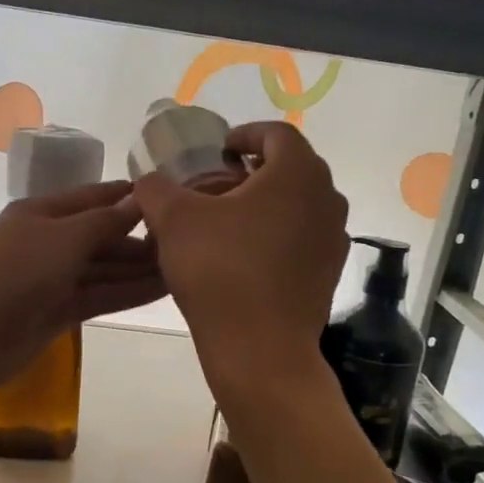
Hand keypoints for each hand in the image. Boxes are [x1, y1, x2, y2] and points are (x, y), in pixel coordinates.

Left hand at [0, 181, 166, 391]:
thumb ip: (105, 221)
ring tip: (186, 266)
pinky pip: (100, 295)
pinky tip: (162, 288)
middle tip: (189, 241)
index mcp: (43, 212)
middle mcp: (50, 241)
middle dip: (140, 238)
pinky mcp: (59, 311)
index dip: (129, 197)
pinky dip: (128, 292)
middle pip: (102, 235)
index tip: (170, 196)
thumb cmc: (16, 271)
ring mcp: (54, 278)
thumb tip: (140, 198)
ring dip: (140, 268)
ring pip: (105, 268)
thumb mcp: (64, 237)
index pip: (94, 197)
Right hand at [135, 122, 348, 379]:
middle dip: (252, 171)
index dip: (244, 134)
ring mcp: (334, 238)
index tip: (218, 151)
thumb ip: (156, 188)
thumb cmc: (220, 271)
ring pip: (298, 204)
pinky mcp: (329, 272)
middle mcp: (327, 198)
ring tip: (227, 222)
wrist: (260, 348)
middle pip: (290, 168)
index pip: (276, 134)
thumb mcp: (173, 220)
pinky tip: (244, 257)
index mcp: (297, 173)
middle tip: (217, 186)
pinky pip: (303, 238)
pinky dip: (276, 235)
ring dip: (265, 204)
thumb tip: (149, 182)